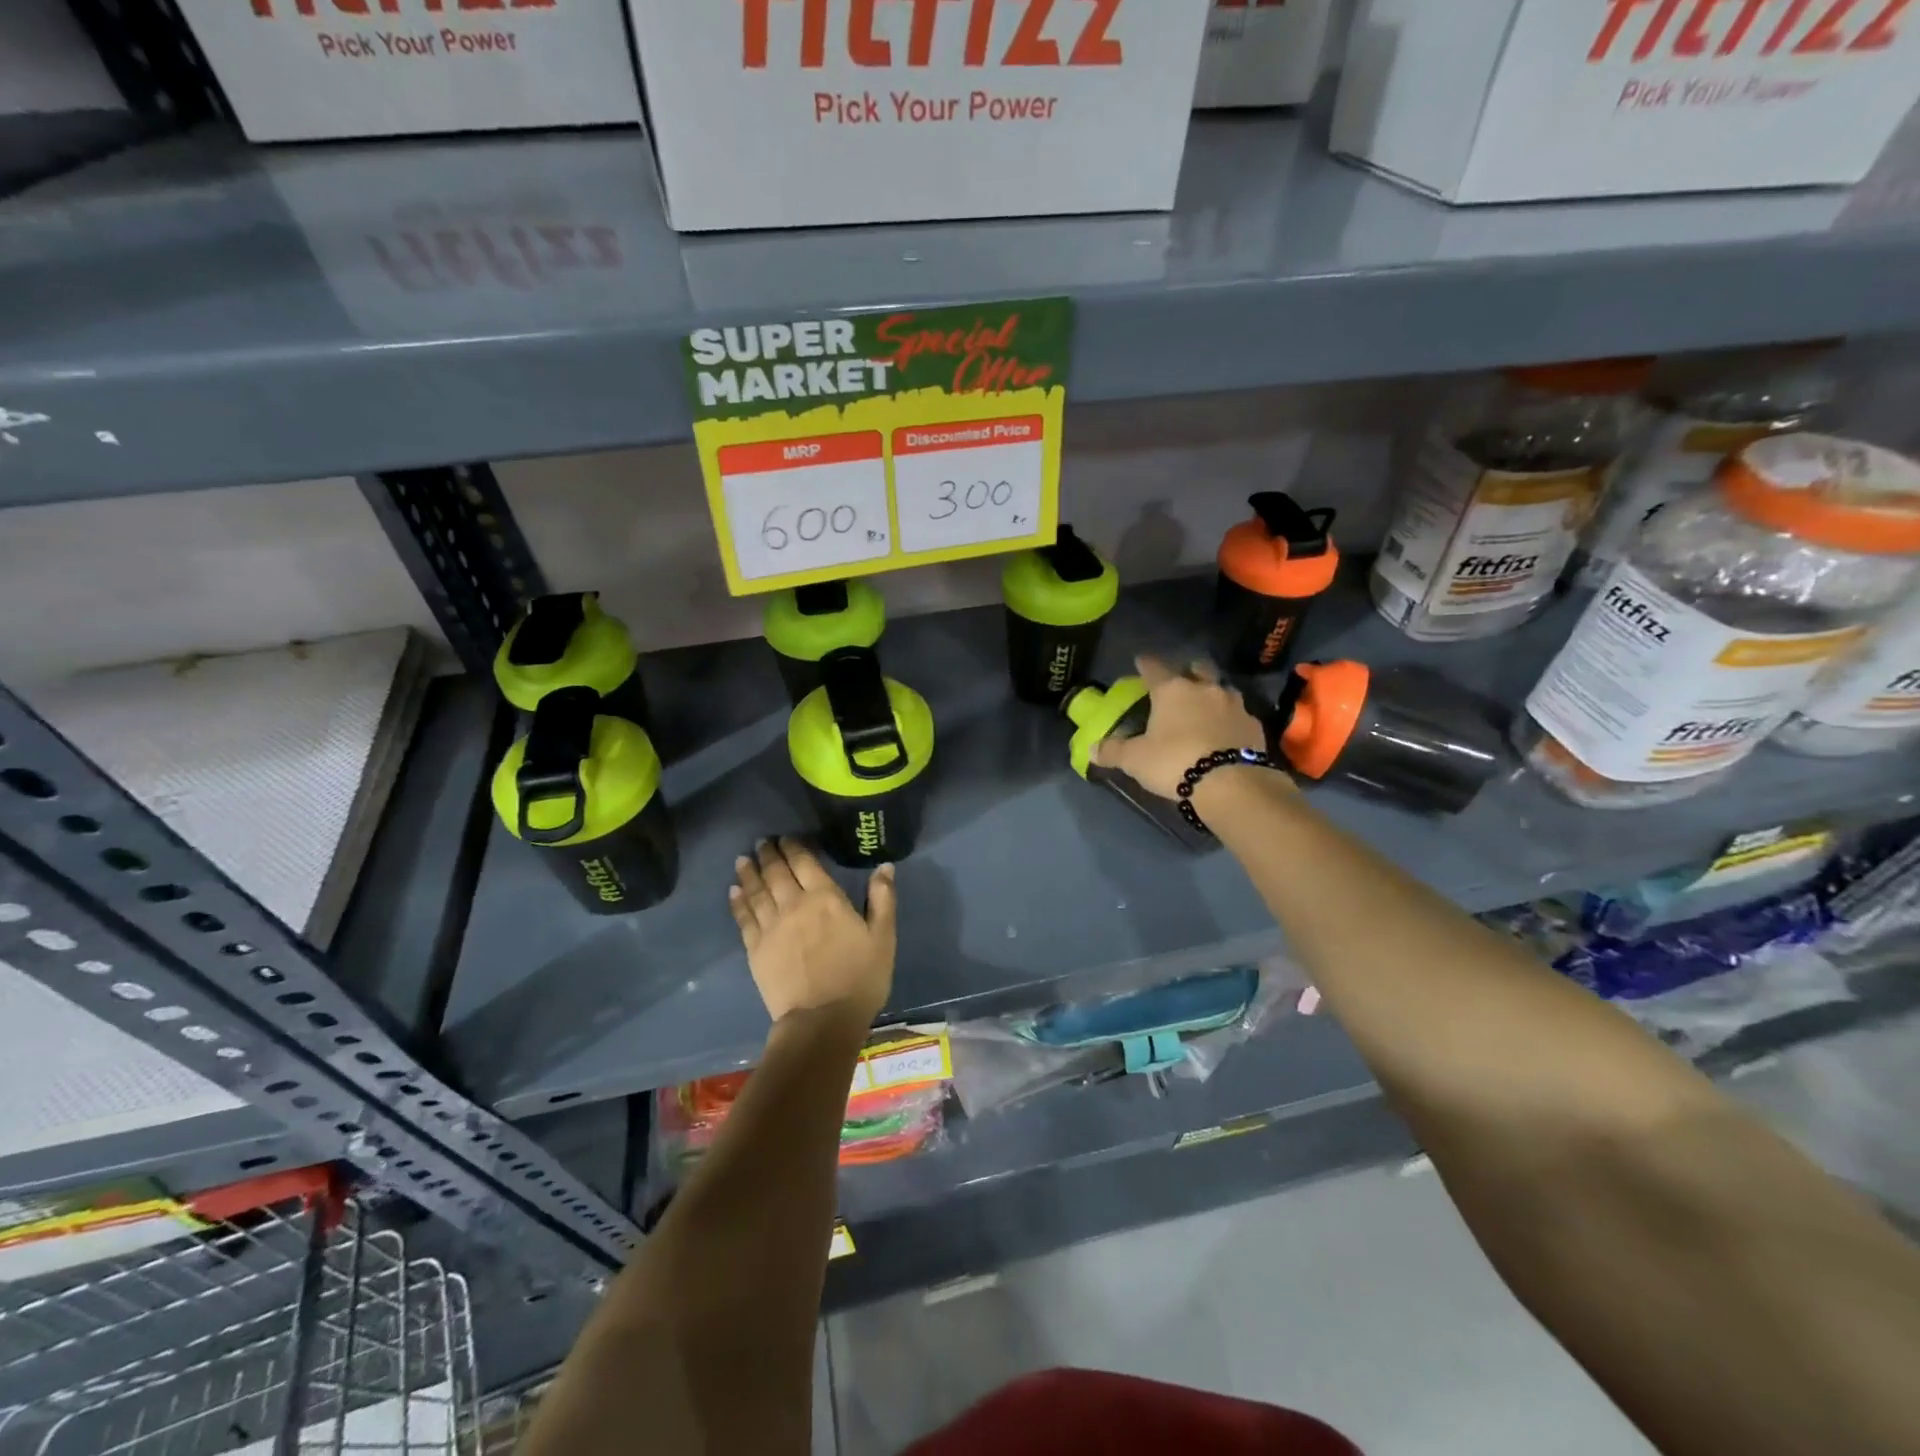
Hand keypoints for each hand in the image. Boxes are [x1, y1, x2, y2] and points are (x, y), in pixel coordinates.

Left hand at [729, 838, 896, 1027]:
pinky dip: (738, 901)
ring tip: (742, 860)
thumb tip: (884, 866)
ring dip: (749, 872)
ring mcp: (771, 927)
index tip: (786, 838)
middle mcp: (794, 904)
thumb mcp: (883, 937)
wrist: (822, 1020)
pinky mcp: (756, 949)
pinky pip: (744, 918)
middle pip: (777, 872)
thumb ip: (883, 898)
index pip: (805, 862)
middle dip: (769, 854)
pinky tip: (733, 891)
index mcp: (826, 898)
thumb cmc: (860, 978)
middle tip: (762, 842)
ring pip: (756, 891)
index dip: (794, 847)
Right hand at [1090, 655, 1270, 799]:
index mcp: (1173, 690)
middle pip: (1197, 669)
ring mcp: (1235, 705)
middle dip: (1189, 671)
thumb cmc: (1175, 762)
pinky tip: (1224, 733)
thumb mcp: (1136, 760)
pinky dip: (1229, 720)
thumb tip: (1091, 749)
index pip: (1154, 668)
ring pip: (1221, 690)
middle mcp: (1205, 689)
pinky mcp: (1254, 726)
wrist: (1232, 784)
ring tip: (1205, 708)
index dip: (1145, 664)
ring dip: (1212, 695)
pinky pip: (1238, 716)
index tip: (1140, 661)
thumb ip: (1114, 751)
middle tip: (1181, 679)